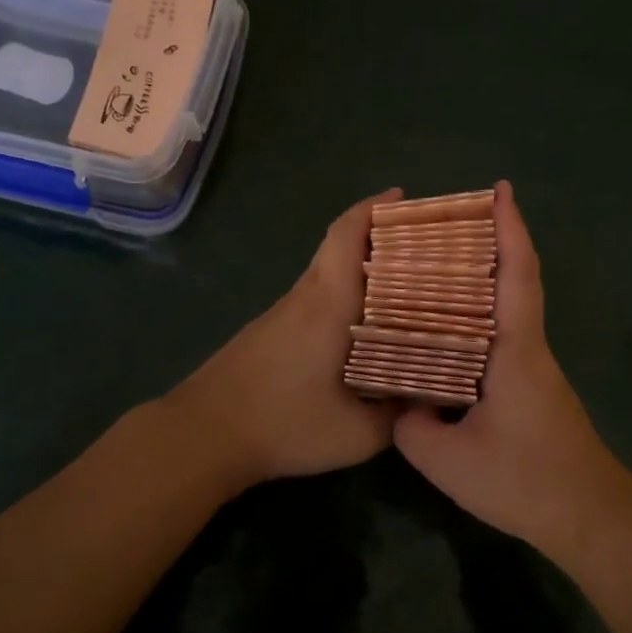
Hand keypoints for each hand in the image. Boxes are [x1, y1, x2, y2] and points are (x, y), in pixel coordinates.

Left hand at [166, 189, 402, 486]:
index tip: (401, 197)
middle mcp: (304, 297)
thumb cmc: (283, 424)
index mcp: (327, 304)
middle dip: (378, 236)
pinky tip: (362, 327)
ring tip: (403, 287)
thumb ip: (398, 416)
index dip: (373, 209)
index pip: (346, 235)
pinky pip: (314, 298)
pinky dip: (343, 295)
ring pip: (327, 274)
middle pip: (339, 247)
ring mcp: (282, 313)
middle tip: (420, 247)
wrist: (203, 435)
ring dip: (361, 269)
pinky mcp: (269, 332)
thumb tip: (427, 399)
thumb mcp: (356, 434)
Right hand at [393, 181, 629, 553]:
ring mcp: (533, 371)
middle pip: (512, 283)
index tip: (501, 190)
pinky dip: (474, 324)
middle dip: (488, 245)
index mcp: (516, 350)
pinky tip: (444, 337)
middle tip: (442, 226)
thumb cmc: (524, 480)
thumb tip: (404, 402)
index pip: (516, 275)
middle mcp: (529, 349)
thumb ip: (412, 424)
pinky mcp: (531, 391)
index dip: (510, 228)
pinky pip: (499, 342)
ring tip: (431, 273)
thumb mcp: (448, 459)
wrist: (589, 517)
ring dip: (477, 286)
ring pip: (505, 314)